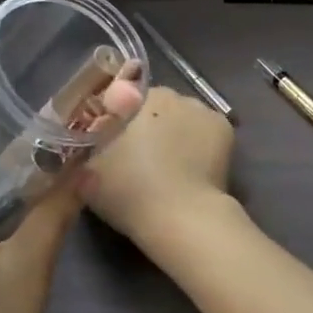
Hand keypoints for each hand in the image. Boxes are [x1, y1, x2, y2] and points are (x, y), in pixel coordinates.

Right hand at [80, 86, 235, 251]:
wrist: (181, 218)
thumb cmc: (129, 191)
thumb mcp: (87, 168)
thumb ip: (88, 144)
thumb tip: (91, 135)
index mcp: (135, 97)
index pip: (122, 97)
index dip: (118, 119)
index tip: (115, 142)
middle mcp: (171, 93)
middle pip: (154, 105)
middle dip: (147, 124)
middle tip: (141, 156)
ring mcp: (202, 109)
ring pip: (182, 115)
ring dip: (175, 131)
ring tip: (171, 165)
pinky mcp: (224, 128)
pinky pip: (204, 129)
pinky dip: (199, 142)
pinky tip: (193, 166)